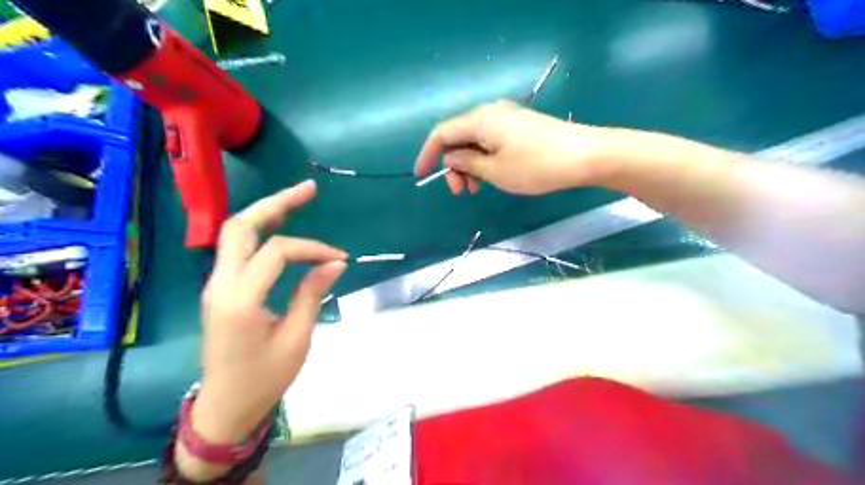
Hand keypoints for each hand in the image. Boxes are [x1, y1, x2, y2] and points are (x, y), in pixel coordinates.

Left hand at [191, 182, 346, 445]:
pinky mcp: (221, 289)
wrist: (226, 405)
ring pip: (234, 233)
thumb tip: (335, 263)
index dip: (312, 249)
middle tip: (308, 189)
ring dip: (265, 212)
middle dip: (276, 203)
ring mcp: (216, 284)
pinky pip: (237, 249)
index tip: (339, 259)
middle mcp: (220, 284)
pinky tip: (280, 226)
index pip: (277, 252)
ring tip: (296, 200)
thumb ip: (312, 294)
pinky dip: (259, 231)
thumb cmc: (264, 378)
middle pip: (241, 226)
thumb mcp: (297, 338)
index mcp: (240, 299)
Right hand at [414, 101, 610, 194]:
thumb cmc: (535, 166)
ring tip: (476, 190)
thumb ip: (466, 163)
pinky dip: (484, 160)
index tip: (420, 175)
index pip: (441, 133)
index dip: (427, 154)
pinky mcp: (519, 126)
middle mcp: (489, 113)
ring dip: (469, 165)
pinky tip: (490, 177)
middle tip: (461, 192)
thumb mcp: (495, 171)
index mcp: (479, 121)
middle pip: (458, 137)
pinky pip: (490, 141)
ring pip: (474, 141)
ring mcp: (506, 118)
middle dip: (453, 165)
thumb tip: (450, 158)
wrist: (584, 155)